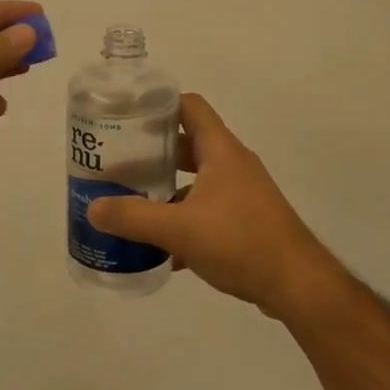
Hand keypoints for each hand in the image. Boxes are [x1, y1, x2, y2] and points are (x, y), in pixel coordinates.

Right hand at [86, 93, 335, 316]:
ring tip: (134, 203)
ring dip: (168, 189)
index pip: (189, 106)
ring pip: (197, 180)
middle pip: (188, 143)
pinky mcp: (247, 222)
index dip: (159, 104)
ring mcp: (242, 194)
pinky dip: (184, 220)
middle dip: (154, 152)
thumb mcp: (179, 229)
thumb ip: (134, 218)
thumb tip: (92, 208)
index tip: (127, 116)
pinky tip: (161, 248)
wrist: (297, 284)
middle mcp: (233, 164)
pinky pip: (208, 210)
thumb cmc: (240, 242)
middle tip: (120, 163)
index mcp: (221, 151)